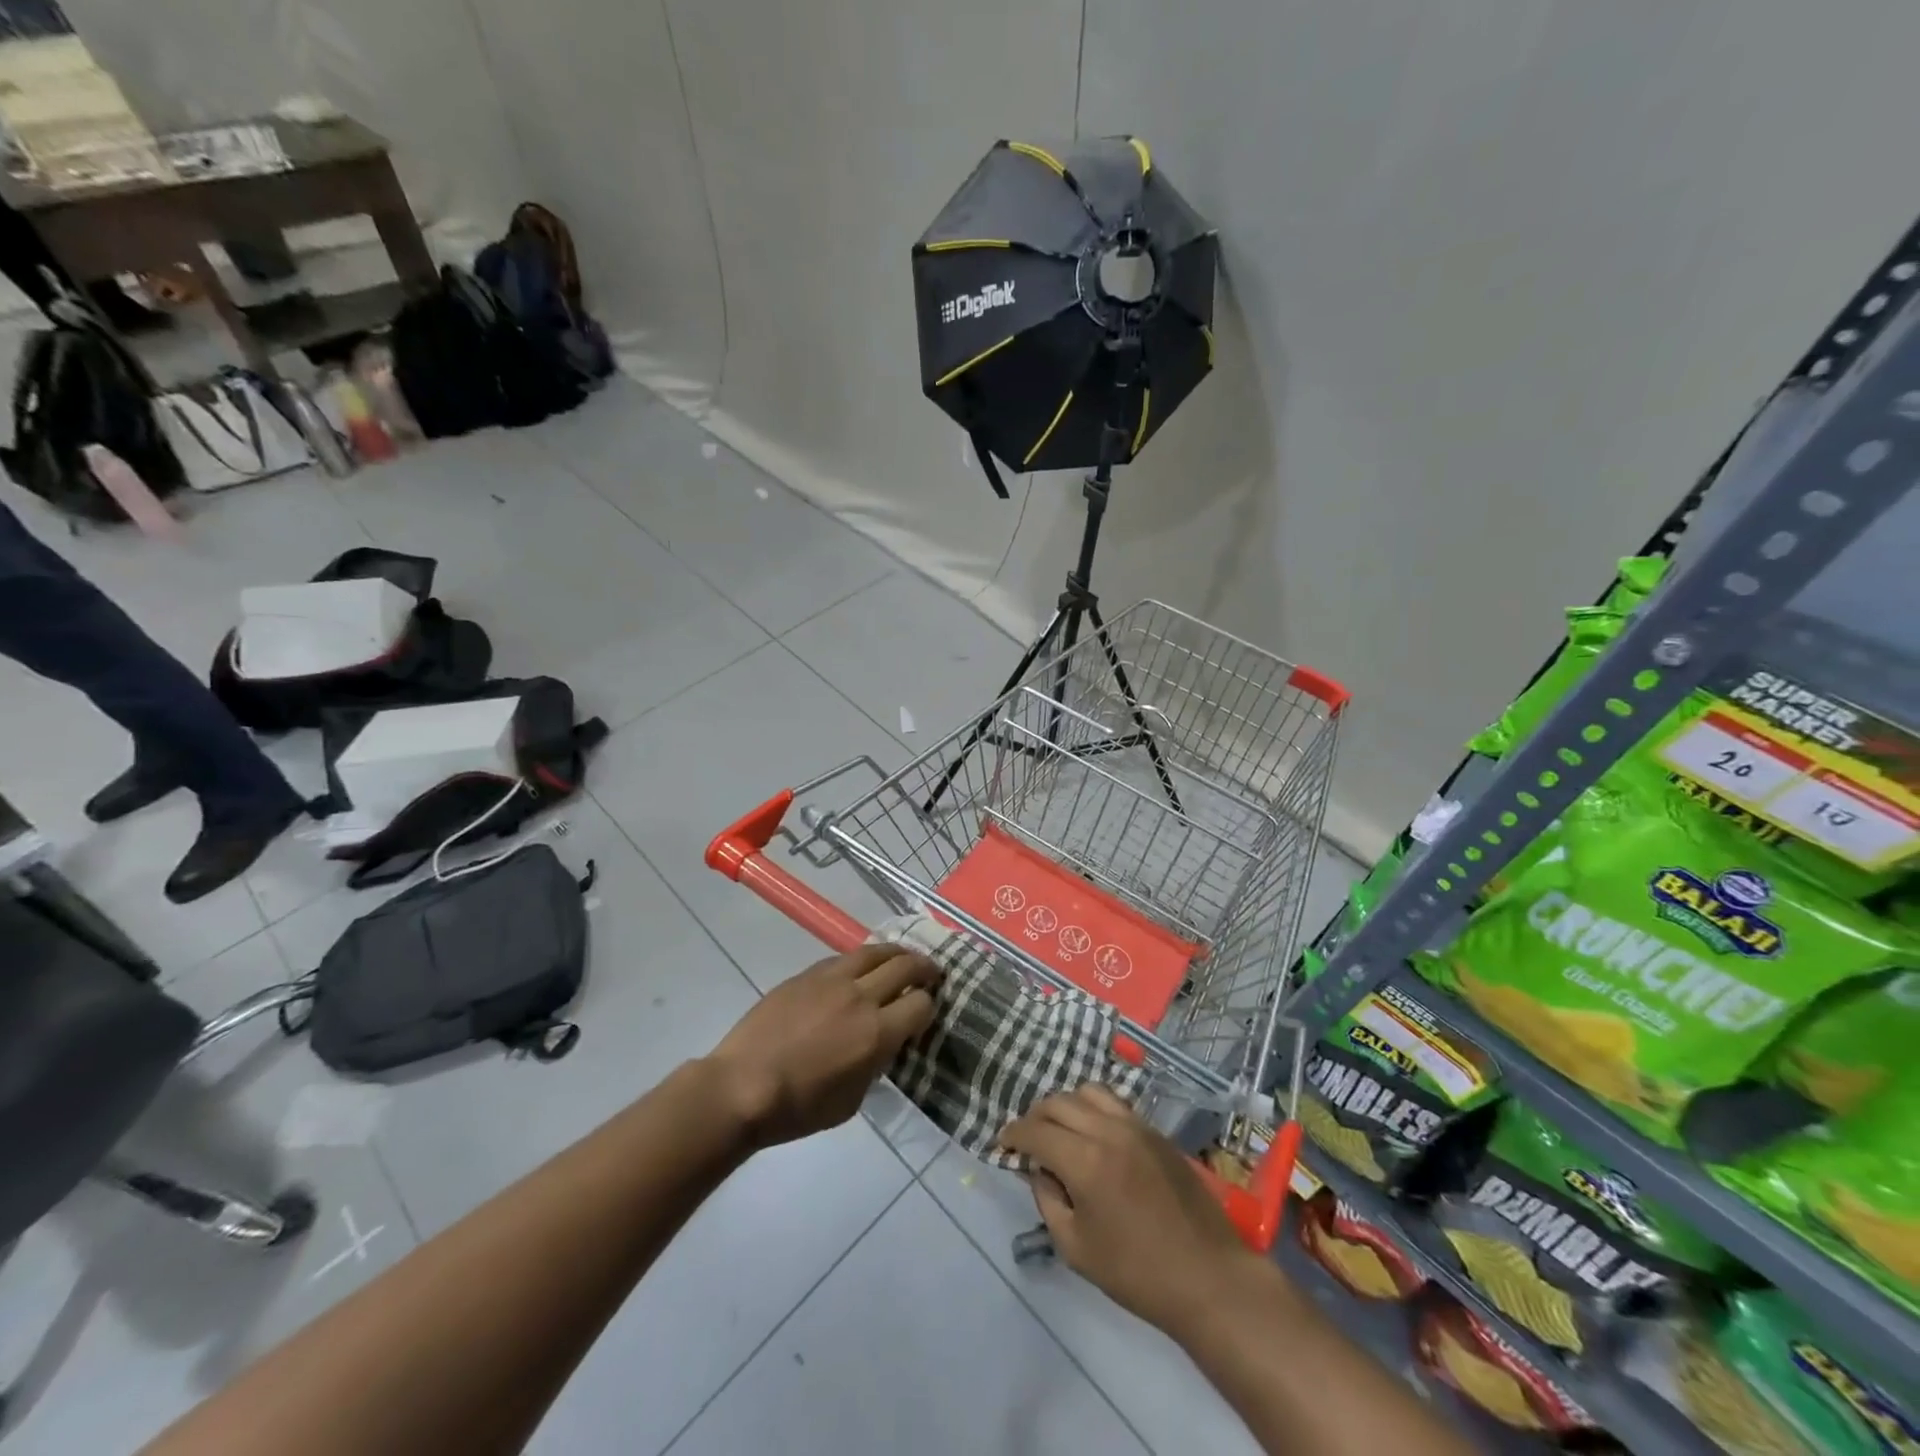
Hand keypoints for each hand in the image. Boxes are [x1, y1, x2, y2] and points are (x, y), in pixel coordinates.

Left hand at [708, 943, 940, 1148]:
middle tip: (932, 972)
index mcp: (876, 1033)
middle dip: (925, 968)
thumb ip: (874, 1066)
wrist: (741, 1086)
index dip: (929, 1007)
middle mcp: (860, 997)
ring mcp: (831, 980)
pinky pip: (843, 958)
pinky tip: (861, 966)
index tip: (925, 1013)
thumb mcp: (851, 1101)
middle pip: (905, 967)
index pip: (921, 1005)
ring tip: (904, 956)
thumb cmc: (798, 1108)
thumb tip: (882, 1046)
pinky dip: (861, 959)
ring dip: (896, 953)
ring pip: (875, 951)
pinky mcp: (807, 974)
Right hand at [998, 1085, 1260, 1337]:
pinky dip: (1093, 1108)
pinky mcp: (1155, 1131)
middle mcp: (1108, 1131)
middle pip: (1058, 1102)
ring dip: (1066, 1105)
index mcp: (1085, 1161)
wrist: (1208, 1277)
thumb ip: (1048, 1202)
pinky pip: (1115, 1103)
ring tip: (1061, 1129)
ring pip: (1088, 1092)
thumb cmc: (1138, 1273)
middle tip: (1028, 1139)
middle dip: (1035, 1116)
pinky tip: (1093, 1133)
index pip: (1036, 1130)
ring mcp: (1135, 1126)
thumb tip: (1039, 1170)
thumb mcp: (1076, 1249)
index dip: (1013, 1134)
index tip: (1002, 1144)